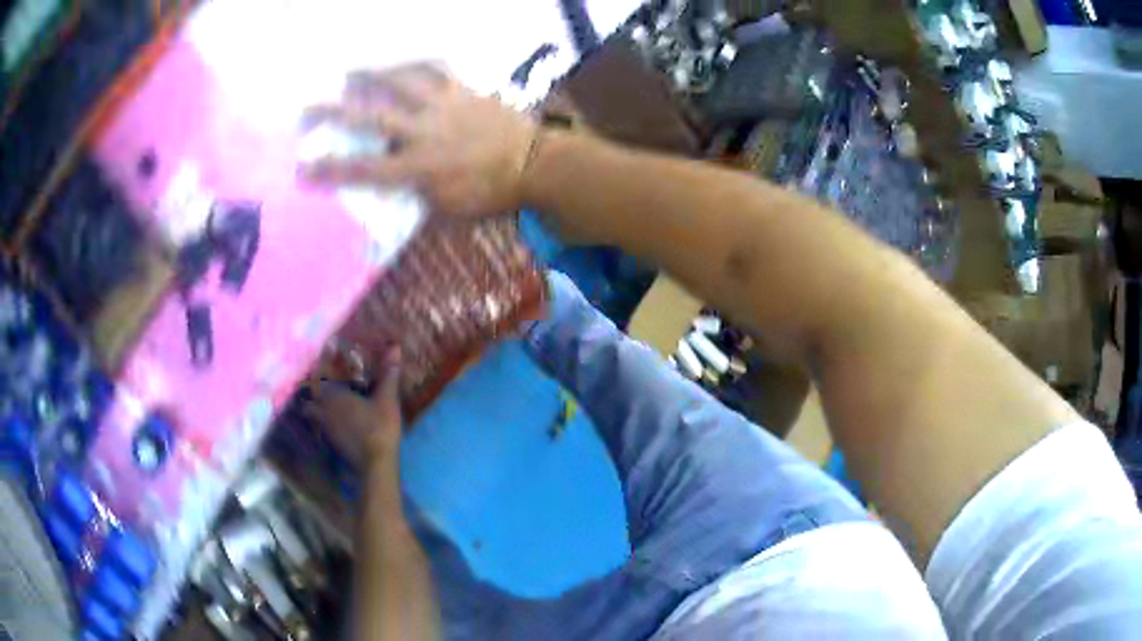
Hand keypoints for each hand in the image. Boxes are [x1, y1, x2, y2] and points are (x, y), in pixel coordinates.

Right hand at [300, 62, 536, 217]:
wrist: (537, 163)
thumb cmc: (493, 193)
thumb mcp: (451, 211)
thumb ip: (418, 199)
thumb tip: (394, 193)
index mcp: (419, 168)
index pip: (364, 171)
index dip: (330, 171)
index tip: (302, 169)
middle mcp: (423, 131)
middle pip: (370, 119)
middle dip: (332, 114)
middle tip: (306, 110)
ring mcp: (443, 105)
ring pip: (400, 83)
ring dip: (370, 75)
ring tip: (348, 71)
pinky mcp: (463, 90)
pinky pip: (436, 69)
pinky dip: (417, 62)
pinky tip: (403, 60)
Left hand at [309, 348, 403, 474]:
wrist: (374, 465)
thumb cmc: (379, 428)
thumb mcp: (387, 400)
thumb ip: (388, 374)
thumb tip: (395, 348)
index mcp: (334, 395)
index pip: (320, 373)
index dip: (322, 359)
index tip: (327, 347)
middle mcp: (323, 409)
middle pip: (308, 394)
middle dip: (312, 385)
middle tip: (321, 377)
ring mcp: (324, 427)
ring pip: (311, 411)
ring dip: (313, 403)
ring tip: (323, 398)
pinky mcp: (329, 442)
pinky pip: (318, 425)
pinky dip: (320, 419)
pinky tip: (331, 420)